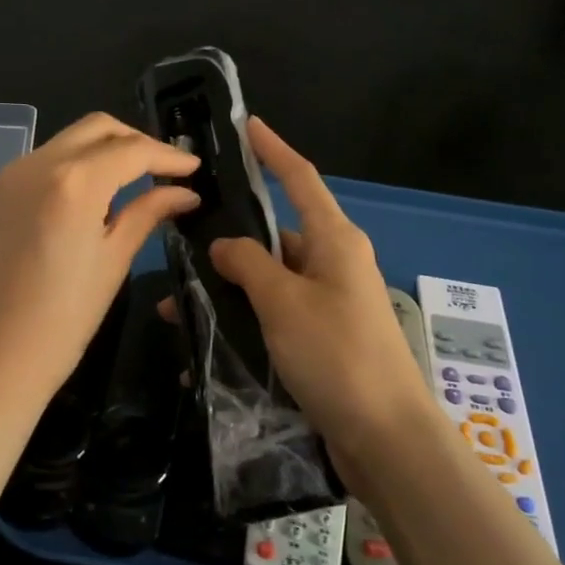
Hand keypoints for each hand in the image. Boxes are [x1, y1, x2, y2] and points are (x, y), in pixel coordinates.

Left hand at [0, 113, 198, 426]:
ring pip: (71, 139)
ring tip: (141, 179)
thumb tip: (183, 192)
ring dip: (108, 149)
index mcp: (73, 181)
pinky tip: (102, 191)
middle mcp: (39, 163)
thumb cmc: (61, 322)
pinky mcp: (2, 192)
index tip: (196, 169)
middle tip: (169, 170)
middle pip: (98, 128)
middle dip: (137, 141)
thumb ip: (147, 214)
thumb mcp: (112, 263)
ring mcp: (14, 175)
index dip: (168, 156)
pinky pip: (50, 159)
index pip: (131, 150)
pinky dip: (82, 163)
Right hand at [195, 120, 436, 473]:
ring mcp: (329, 304)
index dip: (273, 149)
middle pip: (275, 237)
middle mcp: (334, 264)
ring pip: (268, 283)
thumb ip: (248, 264)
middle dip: (228, 244)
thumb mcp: (284, 302)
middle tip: (178, 248)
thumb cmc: (337, 355)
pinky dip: (243, 327)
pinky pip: (274, 319)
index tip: (247, 125)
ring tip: (177, 311)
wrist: (387, 439)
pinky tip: (203, 352)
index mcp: (334, 240)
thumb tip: (224, 244)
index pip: (300, 178)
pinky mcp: (322, 340)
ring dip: (227, 293)